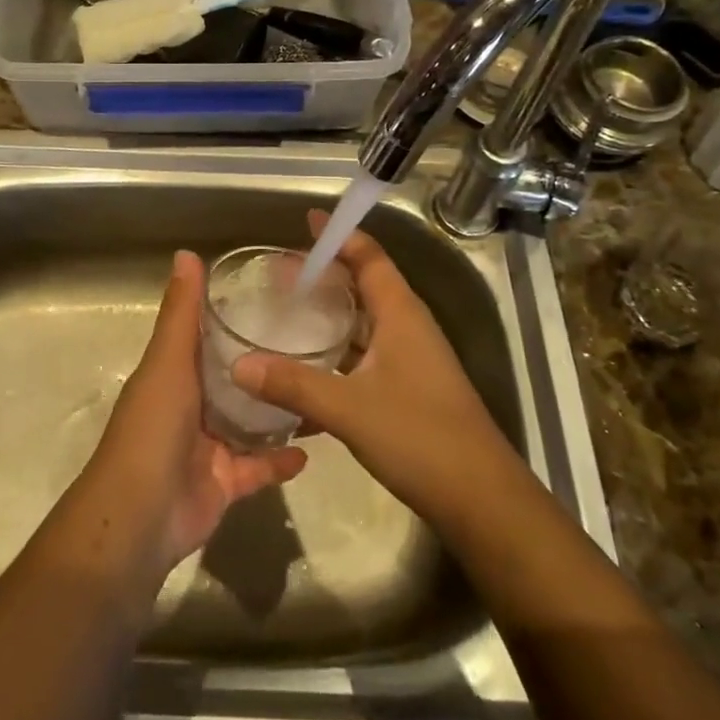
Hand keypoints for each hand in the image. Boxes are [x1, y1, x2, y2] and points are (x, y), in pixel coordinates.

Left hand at [82, 250, 306, 576]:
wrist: (140, 517)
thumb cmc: (152, 428)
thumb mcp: (168, 361)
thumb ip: (181, 312)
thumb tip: (186, 252)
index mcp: (175, 372)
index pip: (207, 335)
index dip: (233, 315)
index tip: (277, 297)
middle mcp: (191, 405)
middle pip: (233, 379)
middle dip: (265, 365)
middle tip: (312, 343)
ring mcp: (208, 446)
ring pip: (250, 422)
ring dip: (278, 410)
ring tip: (320, 389)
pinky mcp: (225, 483)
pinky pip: (259, 468)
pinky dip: (280, 460)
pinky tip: (312, 447)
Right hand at [232, 211, 519, 527]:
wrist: (481, 498)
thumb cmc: (419, 436)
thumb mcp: (349, 408)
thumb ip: (293, 384)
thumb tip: (239, 364)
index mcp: (400, 313)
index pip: (370, 257)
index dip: (340, 236)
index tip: (308, 221)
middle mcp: (408, 327)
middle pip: (366, 285)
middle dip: (327, 274)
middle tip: (283, 272)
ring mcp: (412, 359)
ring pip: (365, 323)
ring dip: (332, 316)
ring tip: (288, 314)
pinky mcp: (410, 388)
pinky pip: (367, 357)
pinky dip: (338, 356)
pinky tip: (307, 377)